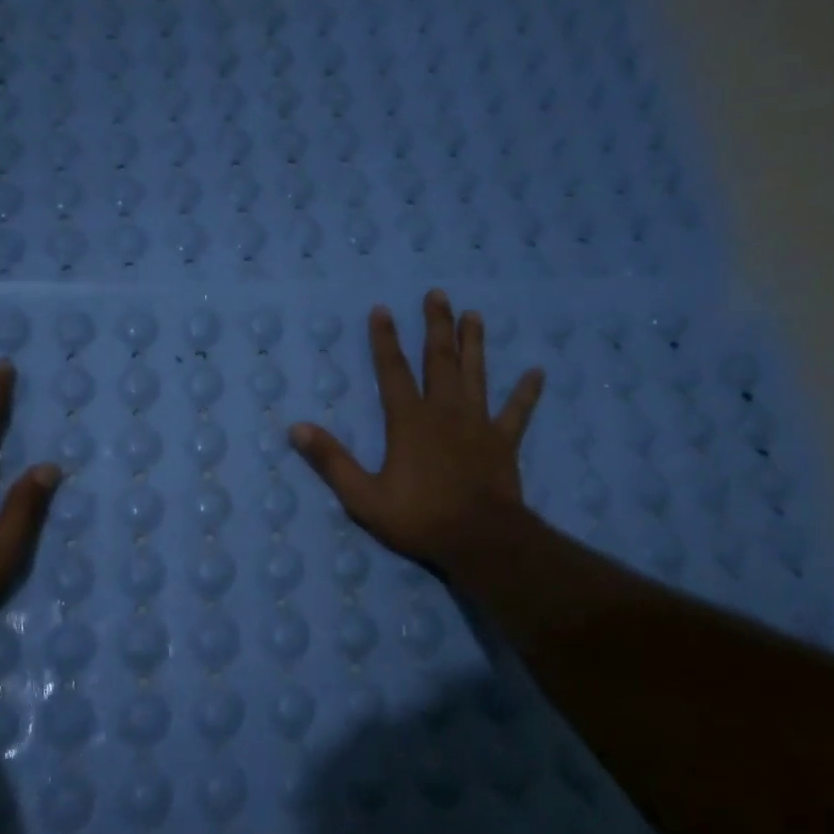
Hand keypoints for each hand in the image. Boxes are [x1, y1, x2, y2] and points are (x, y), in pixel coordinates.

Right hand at [289, 289, 543, 571]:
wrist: (480, 539)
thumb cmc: (419, 518)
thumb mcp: (363, 496)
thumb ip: (331, 461)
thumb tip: (296, 428)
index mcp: (409, 421)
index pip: (393, 371)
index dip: (385, 340)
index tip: (382, 309)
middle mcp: (445, 412)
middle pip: (439, 360)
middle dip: (436, 326)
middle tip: (437, 294)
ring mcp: (478, 424)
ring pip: (476, 375)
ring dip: (474, 344)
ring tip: (474, 315)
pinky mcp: (504, 442)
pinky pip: (517, 412)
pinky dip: (527, 392)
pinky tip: (537, 372)